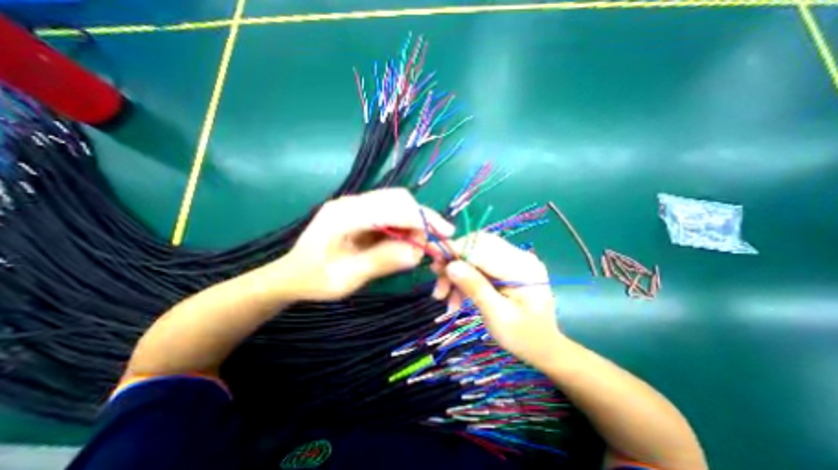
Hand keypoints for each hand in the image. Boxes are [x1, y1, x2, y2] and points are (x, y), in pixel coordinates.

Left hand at [280, 187, 450, 299]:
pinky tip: (407, 239)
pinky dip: (406, 224)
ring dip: (415, 221)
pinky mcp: (362, 211)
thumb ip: (380, 262)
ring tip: (420, 244)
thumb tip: (416, 253)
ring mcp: (356, 205)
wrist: (292, 274)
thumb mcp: (346, 278)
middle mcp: (351, 203)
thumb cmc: (314, 280)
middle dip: (421, 218)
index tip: (445, 233)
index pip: (391, 208)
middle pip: (398, 198)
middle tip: (434, 241)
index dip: (421, 219)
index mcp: (343, 216)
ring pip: (397, 202)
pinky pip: (391, 211)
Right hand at [432, 234, 561, 366]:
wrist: (543, 347)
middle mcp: (519, 257)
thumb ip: (475, 288)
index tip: (432, 254)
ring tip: (442, 297)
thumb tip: (451, 266)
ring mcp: (512, 261)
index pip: (483, 247)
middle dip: (453, 263)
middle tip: (436, 280)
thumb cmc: (524, 337)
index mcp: (523, 267)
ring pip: (474, 256)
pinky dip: (463, 281)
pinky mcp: (504, 268)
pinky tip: (455, 299)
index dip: (456, 250)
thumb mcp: (497, 316)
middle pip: (477, 247)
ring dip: (456, 274)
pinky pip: (477, 267)